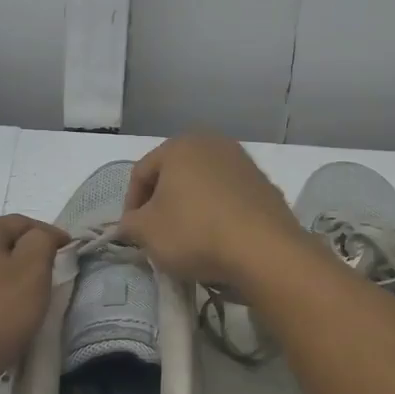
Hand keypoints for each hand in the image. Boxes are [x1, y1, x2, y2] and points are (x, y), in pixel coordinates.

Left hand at [0, 215, 67, 393]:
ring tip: (22, 308)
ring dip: (4, 283)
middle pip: (0, 246)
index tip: (71, 256)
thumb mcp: (31, 274)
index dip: (51, 236)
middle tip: (49, 284)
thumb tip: (40, 236)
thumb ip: (42, 243)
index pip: (24, 222)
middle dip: (26, 260)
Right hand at [119, 133, 305, 288]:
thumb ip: (130, 224)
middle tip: (157, 234)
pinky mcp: (265, 185)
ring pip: (203, 185)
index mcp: (180, 145)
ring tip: (188, 239)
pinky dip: (217, 213)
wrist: (263, 250)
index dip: (130, 204)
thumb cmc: (195, 232)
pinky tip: (218, 239)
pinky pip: (229, 197)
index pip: (141, 172)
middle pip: (174, 175)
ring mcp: (243, 162)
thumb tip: (130, 224)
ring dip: (191, 207)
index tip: (132, 233)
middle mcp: (213, 143)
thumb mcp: (147, 232)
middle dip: (162, 203)